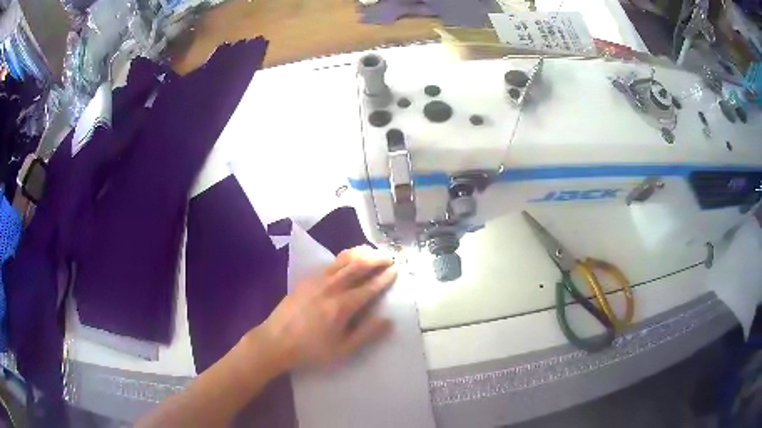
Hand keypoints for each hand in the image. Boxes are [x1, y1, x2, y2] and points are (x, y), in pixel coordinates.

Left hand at [262, 245, 396, 369]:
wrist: (275, 341)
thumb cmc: (310, 350)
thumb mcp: (342, 349)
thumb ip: (366, 333)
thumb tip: (388, 320)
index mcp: (342, 305)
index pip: (369, 286)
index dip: (385, 277)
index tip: (396, 270)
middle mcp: (331, 287)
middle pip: (358, 264)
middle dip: (376, 258)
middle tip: (389, 257)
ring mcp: (317, 280)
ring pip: (343, 258)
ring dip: (361, 253)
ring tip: (373, 253)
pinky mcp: (306, 278)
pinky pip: (330, 262)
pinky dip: (345, 257)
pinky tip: (349, 261)